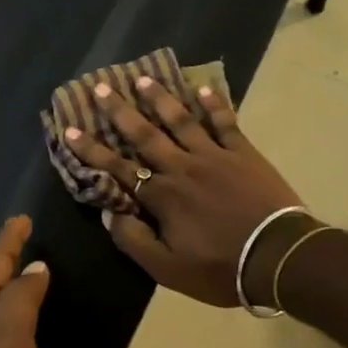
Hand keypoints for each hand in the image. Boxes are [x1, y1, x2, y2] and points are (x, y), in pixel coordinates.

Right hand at [63, 76, 303, 306]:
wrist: (277, 256)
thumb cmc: (221, 267)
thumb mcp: (168, 269)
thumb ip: (134, 241)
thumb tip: (109, 215)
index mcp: (162, 196)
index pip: (118, 168)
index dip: (92, 150)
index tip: (70, 128)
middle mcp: (183, 167)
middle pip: (146, 134)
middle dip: (120, 111)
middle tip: (102, 87)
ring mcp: (215, 155)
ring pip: (182, 121)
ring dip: (161, 99)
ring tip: (143, 78)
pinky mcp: (244, 153)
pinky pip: (225, 123)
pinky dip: (214, 105)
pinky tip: (203, 88)